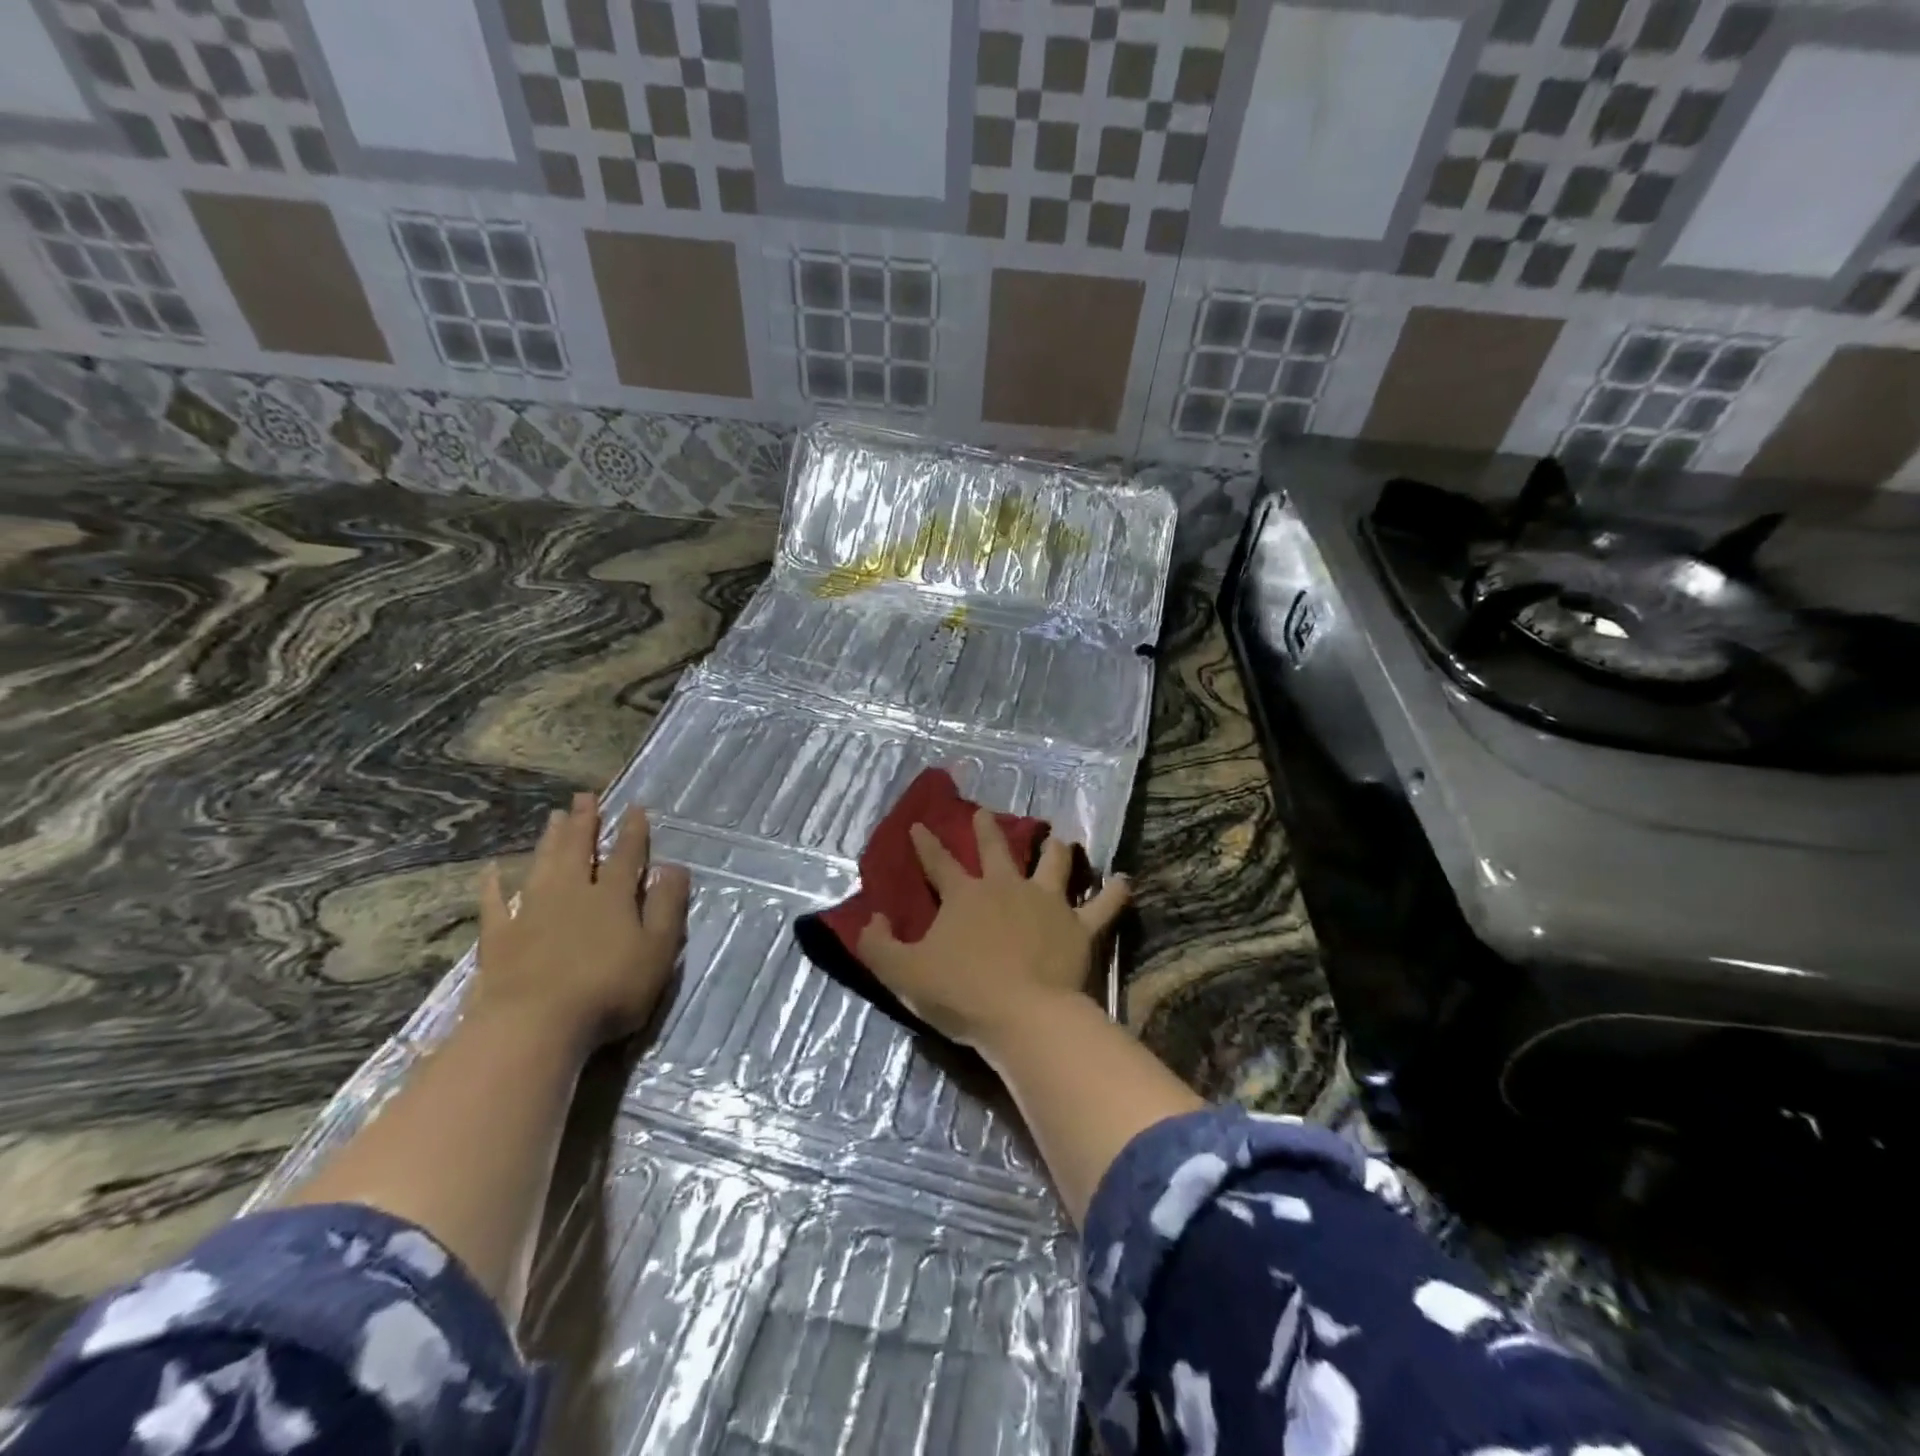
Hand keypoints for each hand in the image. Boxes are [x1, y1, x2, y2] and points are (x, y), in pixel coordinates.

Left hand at [471, 792, 690, 1050]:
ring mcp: (530, 913)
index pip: (626, 856)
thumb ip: (667, 907)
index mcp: (612, 897)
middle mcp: (571, 894)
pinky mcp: (499, 938)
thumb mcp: (657, 951)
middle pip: (579, 850)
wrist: (534, 1026)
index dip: (632, 832)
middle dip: (584, 823)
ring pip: (542, 866)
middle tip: (584, 796)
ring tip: (554, 817)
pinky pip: (494, 903)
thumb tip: (675, 868)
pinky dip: (493, 885)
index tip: (635, 808)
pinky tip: (492, 870)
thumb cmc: (608, 990)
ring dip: (550, 841)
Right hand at [856, 807, 1129, 1050]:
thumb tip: (872, 918)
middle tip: (985, 813)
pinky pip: (1103, 904)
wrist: (1023, 1016)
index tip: (918, 826)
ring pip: (1053, 863)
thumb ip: (878, 945)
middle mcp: (1006, 888)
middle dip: (986, 828)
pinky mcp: (1079, 927)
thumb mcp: (902, 974)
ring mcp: (1047, 903)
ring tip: (1059, 839)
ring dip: (1055, 849)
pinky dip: (1114, 892)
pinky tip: (1124, 880)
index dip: (925, 844)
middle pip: (995, 849)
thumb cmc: (961, 994)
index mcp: (964, 896)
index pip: (938, 862)